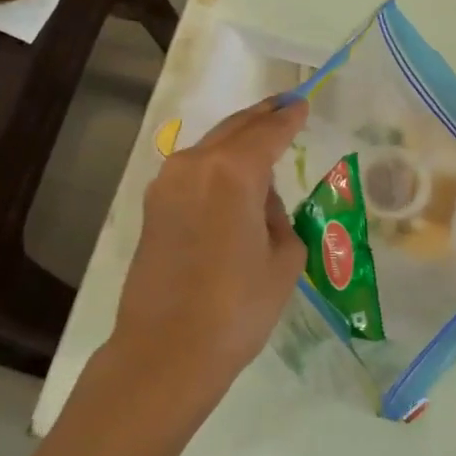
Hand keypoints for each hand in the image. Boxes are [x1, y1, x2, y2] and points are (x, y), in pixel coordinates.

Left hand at [109, 98, 309, 404]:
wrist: (167, 351)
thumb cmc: (238, 307)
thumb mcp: (283, 259)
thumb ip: (277, 216)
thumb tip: (258, 203)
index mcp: (233, 172)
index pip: (268, 133)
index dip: (289, 118)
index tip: (302, 104)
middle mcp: (194, 166)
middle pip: (234, 130)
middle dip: (261, 117)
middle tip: (284, 107)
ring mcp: (166, 185)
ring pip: (210, 148)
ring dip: (236, 142)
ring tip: (262, 143)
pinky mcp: (153, 208)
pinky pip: (193, 172)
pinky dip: (216, 166)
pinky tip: (232, 181)